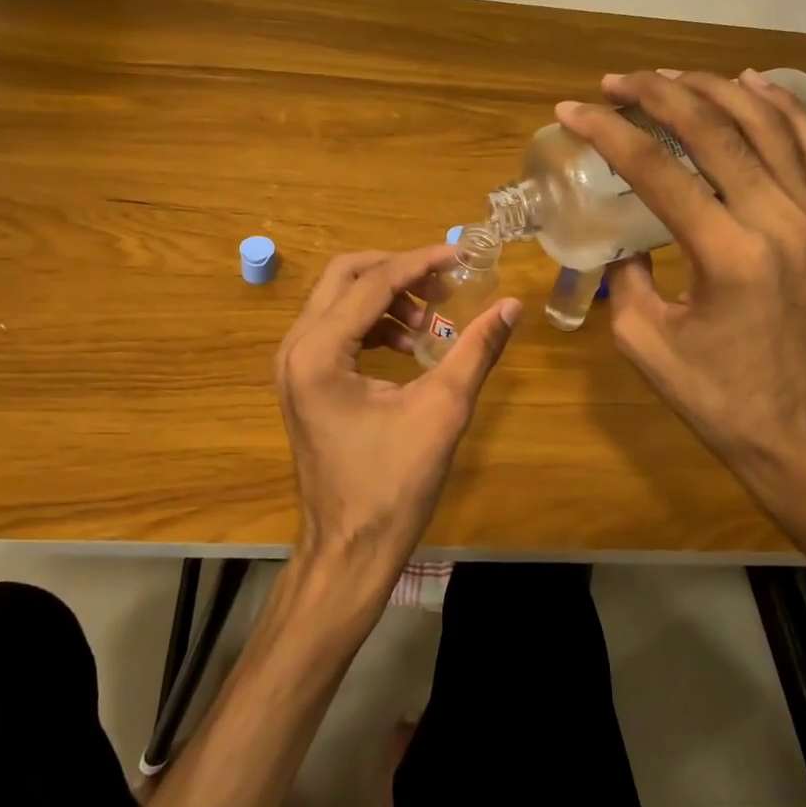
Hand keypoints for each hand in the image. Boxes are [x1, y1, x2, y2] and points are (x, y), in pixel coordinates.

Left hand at [275, 247, 520, 593]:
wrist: (349, 550)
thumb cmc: (392, 486)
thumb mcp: (442, 411)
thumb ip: (476, 350)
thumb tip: (511, 305)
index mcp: (319, 352)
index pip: (373, 283)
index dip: (421, 263)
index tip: (462, 255)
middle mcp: (295, 348)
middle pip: (345, 276)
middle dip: (397, 271)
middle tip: (443, 283)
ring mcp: (294, 365)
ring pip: (339, 300)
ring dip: (386, 297)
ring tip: (431, 321)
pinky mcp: (304, 381)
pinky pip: (337, 329)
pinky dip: (374, 324)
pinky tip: (409, 344)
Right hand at [555, 70, 805, 540]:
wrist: (798, 431)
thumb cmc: (715, 397)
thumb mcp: (644, 341)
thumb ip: (624, 277)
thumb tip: (620, 238)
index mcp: (727, 254)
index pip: (658, 170)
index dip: (609, 133)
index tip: (571, 111)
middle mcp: (776, 221)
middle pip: (715, 130)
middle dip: (658, 95)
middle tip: (614, 83)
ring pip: (766, 124)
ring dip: (713, 89)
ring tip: (669, 76)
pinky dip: (781, 107)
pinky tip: (751, 84)